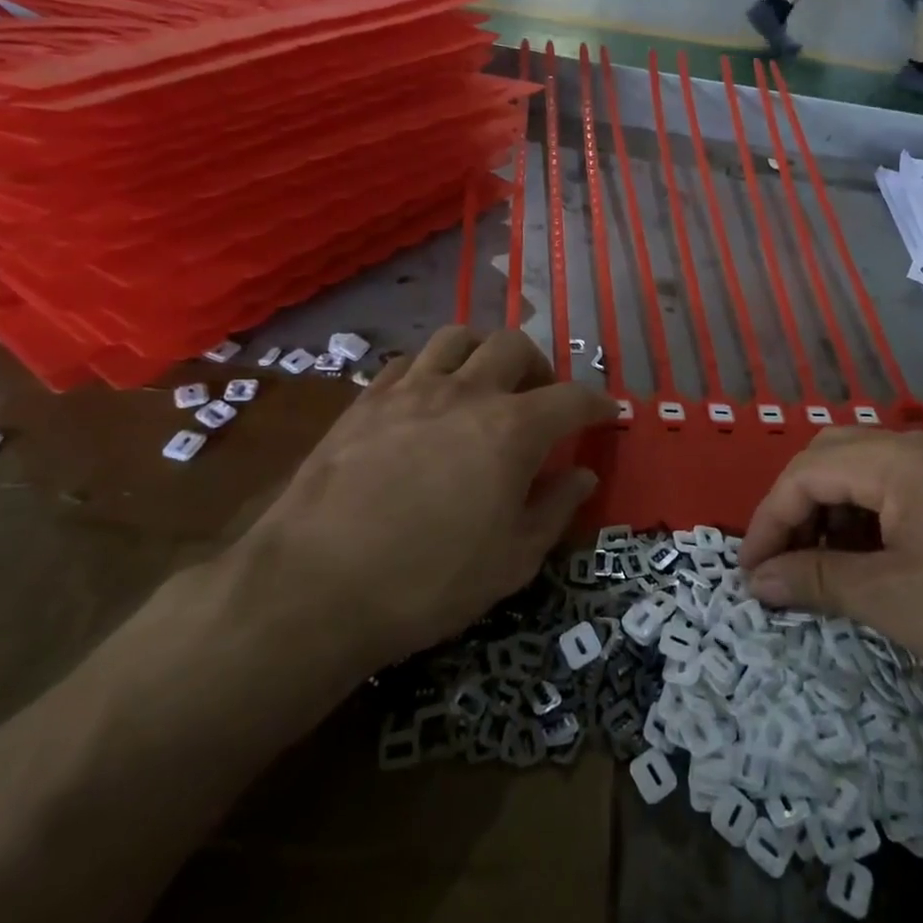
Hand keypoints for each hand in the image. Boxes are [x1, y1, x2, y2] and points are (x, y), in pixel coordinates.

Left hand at [232, 327, 615, 678]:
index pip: (571, 399)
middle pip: (514, 346)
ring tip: (484, 385)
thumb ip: (555, 509)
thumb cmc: (428, 581)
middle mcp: (466, 392)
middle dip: (539, 367)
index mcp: (512, 429)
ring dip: (483, 353)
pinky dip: (431, 369)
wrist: (315, 585)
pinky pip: (408, 361)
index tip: (606, 414)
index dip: (596, 404)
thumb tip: (583, 475)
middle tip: (539, 400)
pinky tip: (427, 399)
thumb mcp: (511, 561)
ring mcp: (411, 389)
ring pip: (458, 337)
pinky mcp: (366, 399)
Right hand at [738, 429, 922, 725]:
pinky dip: (868, 522)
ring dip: (831, 514)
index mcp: (900, 460)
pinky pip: (899, 493)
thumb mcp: (893, 602)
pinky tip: (871, 565)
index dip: (767, 521)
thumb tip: (755, 580)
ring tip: (821, 570)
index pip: (805, 472)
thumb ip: (815, 580)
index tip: (749, 574)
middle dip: (795, 507)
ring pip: (864, 473)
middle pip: (831, 457)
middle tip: (780, 562)